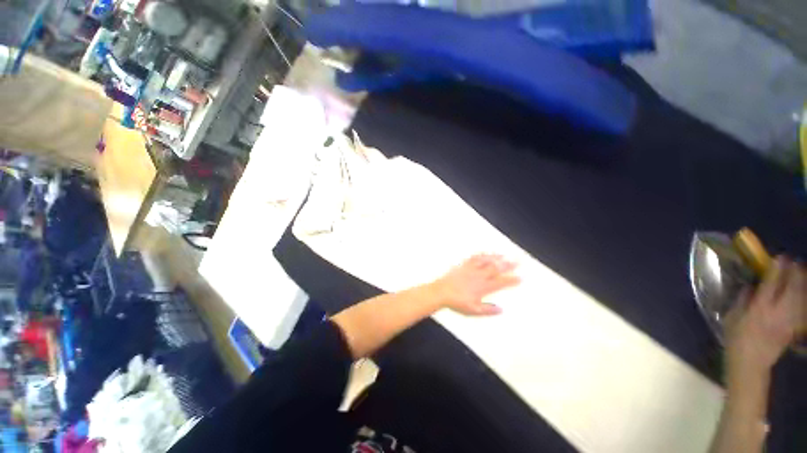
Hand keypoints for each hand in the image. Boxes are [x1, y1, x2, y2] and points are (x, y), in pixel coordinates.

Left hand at [430, 254, 520, 315]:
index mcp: (483, 287)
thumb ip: (488, 310)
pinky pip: (474, 258)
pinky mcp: (463, 265)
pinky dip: (481, 254)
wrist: (441, 292)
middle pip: (496, 269)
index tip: (520, 278)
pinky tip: (485, 252)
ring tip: (504, 254)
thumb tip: (501, 309)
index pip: (501, 282)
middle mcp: (479, 276)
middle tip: (518, 260)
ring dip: (496, 257)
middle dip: (508, 265)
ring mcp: (471, 269)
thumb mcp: (473, 310)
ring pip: (486, 261)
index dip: (511, 280)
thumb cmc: (456, 302)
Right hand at [725, 257, 805, 378]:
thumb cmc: (736, 338)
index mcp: (760, 308)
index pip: (771, 283)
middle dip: (795, 274)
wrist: (750, 363)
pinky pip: (803, 309)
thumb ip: (742, 300)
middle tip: (795, 263)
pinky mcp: (794, 327)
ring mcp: (789, 320)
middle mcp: (778, 312)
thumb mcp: (732, 317)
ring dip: (803, 284)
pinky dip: (805, 299)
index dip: (777, 269)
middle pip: (792, 288)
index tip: (780, 257)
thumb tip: (751, 285)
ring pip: (802, 298)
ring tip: (803, 273)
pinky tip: (804, 294)